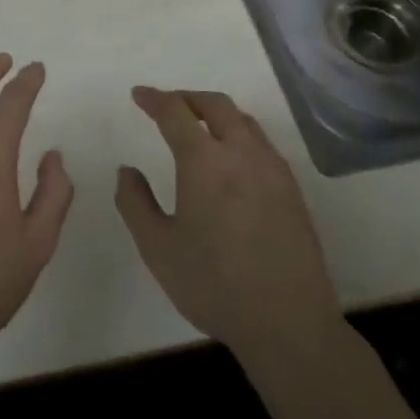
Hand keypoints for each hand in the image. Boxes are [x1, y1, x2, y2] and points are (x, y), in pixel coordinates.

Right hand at [116, 87, 340, 361]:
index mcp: (204, 161)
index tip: (139, 95)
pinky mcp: (292, 190)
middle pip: (216, 105)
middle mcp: (242, 153)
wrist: (287, 323)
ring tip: (199, 126)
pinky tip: (232, 160)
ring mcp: (273, 170)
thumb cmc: (213, 284)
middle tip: (167, 105)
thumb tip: (127, 170)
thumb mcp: (157, 247)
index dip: (154, 99)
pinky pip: (262, 144)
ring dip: (217, 113)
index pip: (175, 112)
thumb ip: (135, 202)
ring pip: (244, 121)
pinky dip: (239, 134)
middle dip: (188, 97)